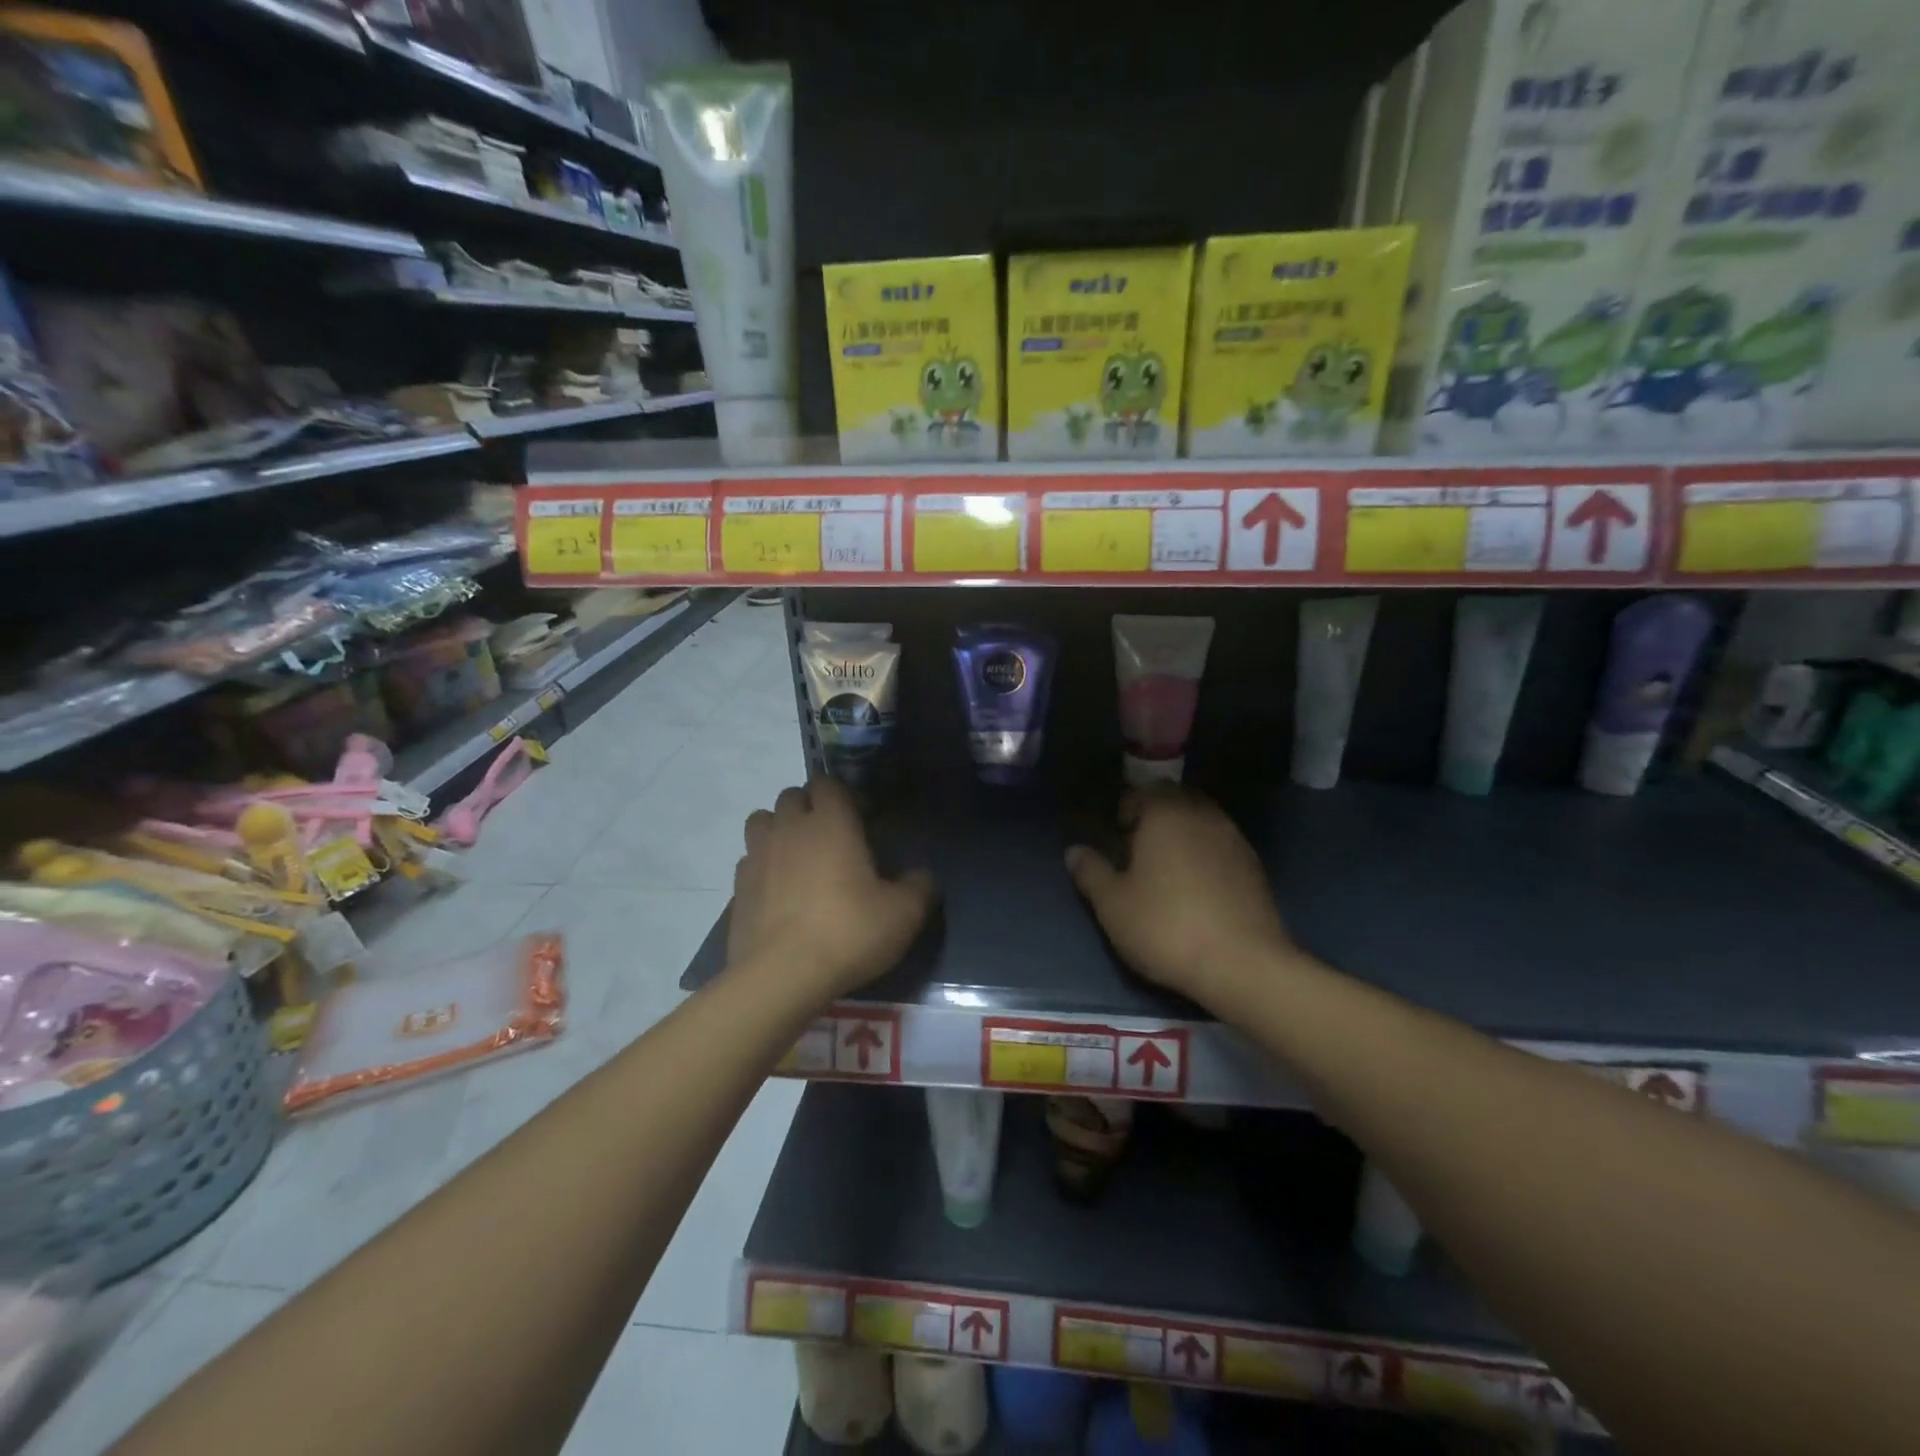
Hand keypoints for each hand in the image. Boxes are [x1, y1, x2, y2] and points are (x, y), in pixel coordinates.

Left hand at [729, 778, 935, 1002]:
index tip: (862, 817)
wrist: (782, 976)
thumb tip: (921, 877)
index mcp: (831, 823)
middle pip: (792, 795)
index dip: (845, 794)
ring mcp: (758, 856)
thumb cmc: (848, 932)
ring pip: (762, 820)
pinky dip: (763, 864)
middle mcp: (790, 828)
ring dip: (779, 828)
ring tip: (798, 855)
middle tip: (831, 835)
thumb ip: (919, 887)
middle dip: (810, 806)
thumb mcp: (903, 914)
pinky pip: (749, 859)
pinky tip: (778, 889)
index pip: (829, 783)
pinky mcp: (738, 887)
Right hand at [1066, 786, 1297, 1008]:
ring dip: (1182, 835)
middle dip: (1154, 817)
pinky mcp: (1254, 867)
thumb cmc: (1165, 926)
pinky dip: (1205, 855)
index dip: (1123, 812)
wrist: (1242, 965)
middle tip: (1137, 851)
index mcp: (1165, 814)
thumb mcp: (1112, 904)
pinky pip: (1221, 846)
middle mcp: (1202, 815)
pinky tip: (1196, 889)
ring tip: (1166, 870)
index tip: (1114, 840)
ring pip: (1201, 821)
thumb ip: (1091, 872)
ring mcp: (1234, 839)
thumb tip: (1074, 852)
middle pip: (1174, 801)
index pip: (1140, 793)